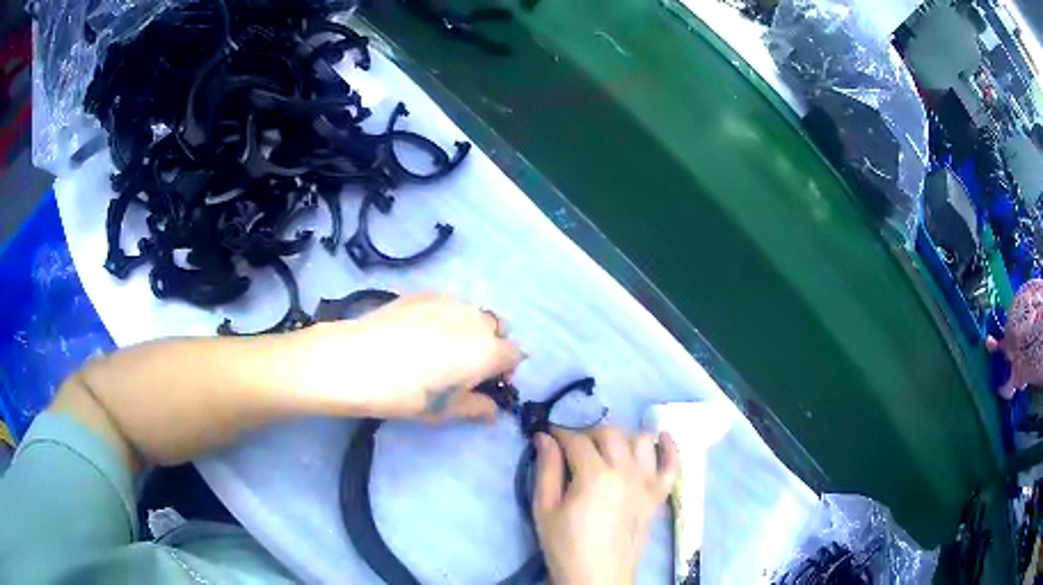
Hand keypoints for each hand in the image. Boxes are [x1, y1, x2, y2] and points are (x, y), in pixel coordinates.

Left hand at [299, 293, 523, 420]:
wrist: (356, 361)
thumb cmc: (406, 394)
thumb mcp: (445, 410)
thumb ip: (477, 408)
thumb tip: (492, 411)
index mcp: (488, 350)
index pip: (515, 355)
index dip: (506, 371)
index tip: (486, 384)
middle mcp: (476, 319)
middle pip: (498, 329)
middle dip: (491, 346)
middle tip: (465, 367)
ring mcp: (449, 301)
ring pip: (473, 314)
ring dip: (469, 330)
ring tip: (440, 349)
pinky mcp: (424, 293)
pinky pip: (448, 305)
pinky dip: (445, 319)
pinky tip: (418, 335)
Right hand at [532, 427, 678, 584]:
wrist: (597, 576)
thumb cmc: (565, 546)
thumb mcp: (545, 509)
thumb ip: (546, 470)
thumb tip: (544, 437)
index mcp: (594, 475)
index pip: (576, 440)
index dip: (559, 433)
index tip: (548, 435)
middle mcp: (626, 471)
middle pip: (611, 434)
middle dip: (589, 433)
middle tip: (573, 447)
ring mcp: (646, 483)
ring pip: (641, 442)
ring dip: (623, 438)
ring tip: (607, 449)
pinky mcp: (657, 497)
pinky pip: (672, 466)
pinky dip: (671, 449)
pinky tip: (663, 438)